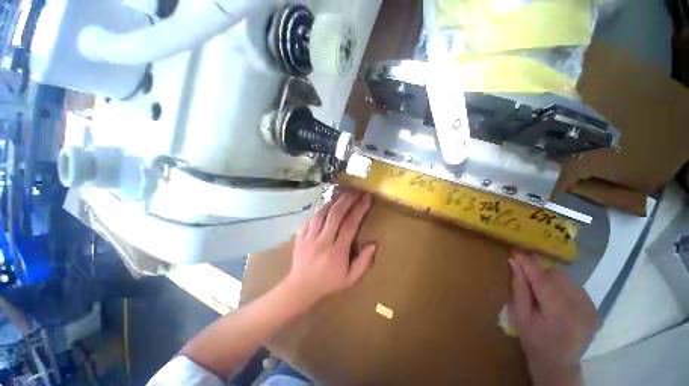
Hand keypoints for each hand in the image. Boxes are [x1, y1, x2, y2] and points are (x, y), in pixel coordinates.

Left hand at [283, 192, 376, 307]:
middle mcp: (323, 241)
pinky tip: (325, 207)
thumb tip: (374, 244)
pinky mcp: (299, 236)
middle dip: (346, 200)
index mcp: (337, 251)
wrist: (301, 287)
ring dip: (332, 203)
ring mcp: (309, 238)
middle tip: (354, 192)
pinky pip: (309, 219)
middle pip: (335, 215)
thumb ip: (363, 262)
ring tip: (340, 196)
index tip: (366, 199)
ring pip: (321, 214)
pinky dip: (318, 211)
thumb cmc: (328, 282)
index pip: (350, 225)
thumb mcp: (350, 278)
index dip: (359, 209)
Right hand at [509, 250, 600, 385]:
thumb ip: (519, 288)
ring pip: (567, 279)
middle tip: (527, 279)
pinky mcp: (596, 310)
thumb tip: (514, 262)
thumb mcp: (520, 316)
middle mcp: (581, 309)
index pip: (542, 280)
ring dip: (551, 280)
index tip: (516, 250)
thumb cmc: (534, 342)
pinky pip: (576, 288)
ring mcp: (591, 310)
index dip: (529, 264)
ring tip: (542, 293)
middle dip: (540, 273)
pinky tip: (556, 300)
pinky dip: (562, 288)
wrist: (558, 365)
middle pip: (557, 276)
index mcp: (559, 314)